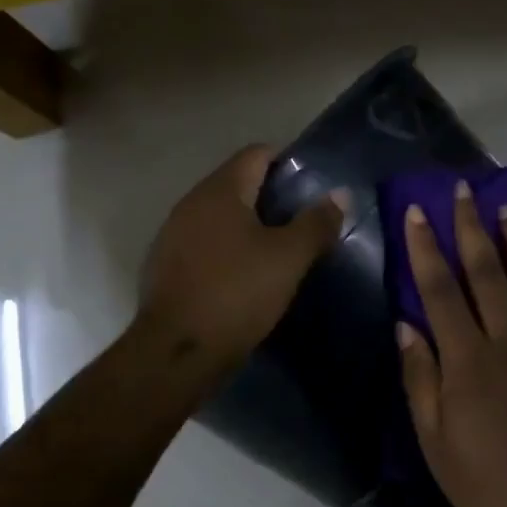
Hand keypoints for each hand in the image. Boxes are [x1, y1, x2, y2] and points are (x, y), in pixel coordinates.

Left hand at [137, 145, 346, 372]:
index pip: (256, 154)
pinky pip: (204, 244)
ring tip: (278, 249)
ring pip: (219, 216)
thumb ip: (316, 223)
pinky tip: (244, 275)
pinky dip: (226, 249)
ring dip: (248, 225)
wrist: (176, 352)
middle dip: (270, 196)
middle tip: (302, 220)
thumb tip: (340, 194)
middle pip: (236, 183)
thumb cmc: (237, 293)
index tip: (312, 186)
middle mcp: (191, 203)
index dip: (287, 162)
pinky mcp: (166, 266)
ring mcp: (173, 235)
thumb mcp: (288, 258)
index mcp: (220, 190)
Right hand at [398, 180, 506, 506]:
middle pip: (486, 271)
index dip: (425, 247)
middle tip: (463, 191)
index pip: (440, 288)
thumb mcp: (433, 439)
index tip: (416, 211)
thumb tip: (406, 324)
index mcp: (467, 358)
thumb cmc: (484, 482)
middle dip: (471, 226)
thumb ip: (420, 377)